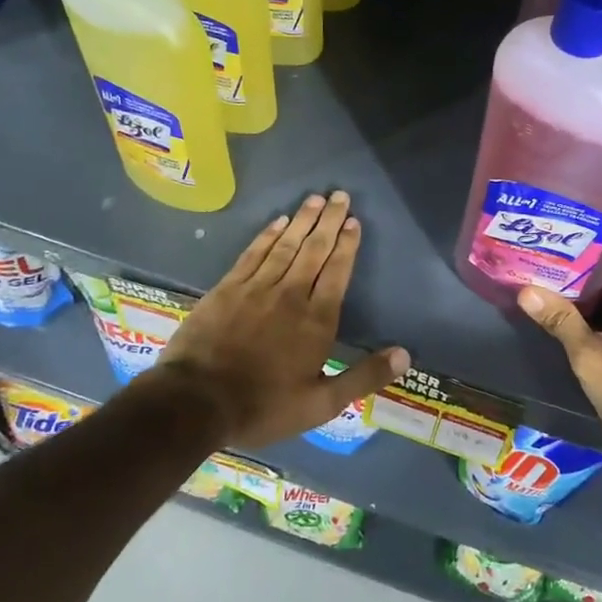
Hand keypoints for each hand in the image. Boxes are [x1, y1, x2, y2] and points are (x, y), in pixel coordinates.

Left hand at [148, 191, 409, 448]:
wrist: (196, 402)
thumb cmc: (264, 406)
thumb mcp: (321, 404)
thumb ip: (363, 377)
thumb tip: (405, 355)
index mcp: (316, 320)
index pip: (337, 272)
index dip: (347, 245)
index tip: (354, 221)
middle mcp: (290, 295)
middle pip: (314, 250)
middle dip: (330, 221)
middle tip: (340, 195)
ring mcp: (256, 288)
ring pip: (285, 245)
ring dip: (302, 220)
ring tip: (316, 199)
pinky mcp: (227, 288)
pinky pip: (253, 253)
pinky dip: (268, 235)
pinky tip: (277, 221)